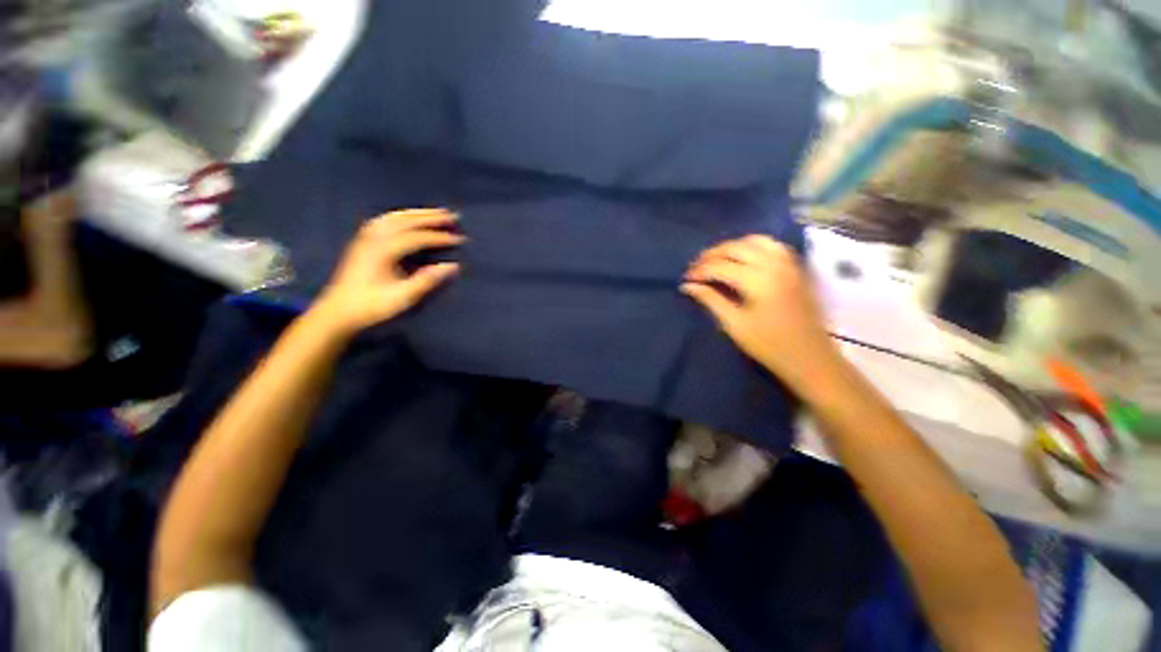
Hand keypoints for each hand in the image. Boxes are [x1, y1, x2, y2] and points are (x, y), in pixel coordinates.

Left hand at [309, 209, 462, 336]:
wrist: (337, 312)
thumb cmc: (371, 306)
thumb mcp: (402, 297)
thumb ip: (427, 280)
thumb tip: (452, 266)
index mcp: (383, 251)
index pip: (416, 237)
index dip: (439, 237)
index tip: (460, 239)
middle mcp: (373, 239)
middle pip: (405, 221)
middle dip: (430, 217)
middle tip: (453, 215)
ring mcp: (365, 239)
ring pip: (393, 217)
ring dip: (416, 213)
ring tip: (435, 213)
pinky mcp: (362, 243)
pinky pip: (384, 221)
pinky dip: (400, 216)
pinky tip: (407, 218)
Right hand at [682, 235, 838, 387]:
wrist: (811, 358)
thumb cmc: (769, 345)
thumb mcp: (734, 324)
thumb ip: (710, 300)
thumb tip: (688, 286)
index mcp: (757, 280)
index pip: (719, 266)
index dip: (699, 271)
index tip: (685, 279)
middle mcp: (774, 264)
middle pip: (735, 247)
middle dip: (711, 255)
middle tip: (695, 268)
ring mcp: (788, 263)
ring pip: (755, 240)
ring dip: (731, 247)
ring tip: (716, 260)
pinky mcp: (796, 268)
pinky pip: (772, 245)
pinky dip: (752, 246)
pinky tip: (743, 257)